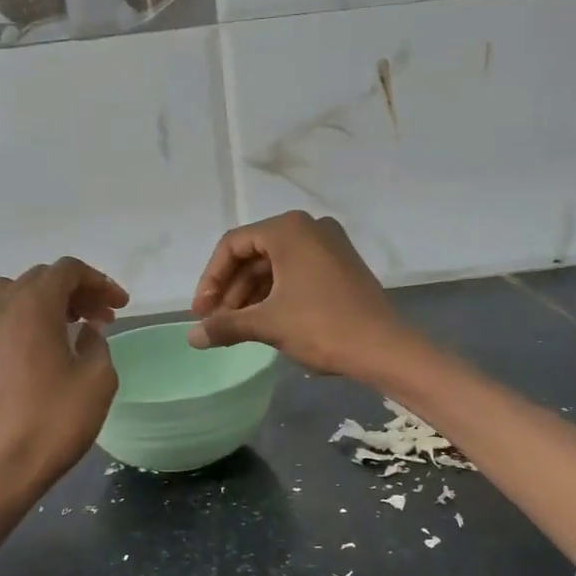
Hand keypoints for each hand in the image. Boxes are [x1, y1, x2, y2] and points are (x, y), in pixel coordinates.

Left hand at [0, 258, 128, 503]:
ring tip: (62, 328)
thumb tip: (87, 332)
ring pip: (8, 295)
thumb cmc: (53, 423)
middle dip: (74, 291)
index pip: (68, 270)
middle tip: (101, 319)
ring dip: (40, 302)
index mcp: (35, 306)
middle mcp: (0, 309)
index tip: (120, 307)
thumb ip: (98, 345)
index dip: (99, 281)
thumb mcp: (98, 381)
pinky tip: (18, 348)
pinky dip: (6, 325)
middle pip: (39, 279)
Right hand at [188, 211, 407, 377]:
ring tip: (236, 327)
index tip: (201, 312)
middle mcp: (309, 227)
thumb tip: (192, 337)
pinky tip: (263, 320)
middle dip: (231, 289)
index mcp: (288, 229)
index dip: (211, 279)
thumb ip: (226, 325)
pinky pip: (296, 272)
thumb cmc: (321, 326)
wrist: (384, 348)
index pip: (233, 245)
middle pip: (254, 254)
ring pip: (275, 265)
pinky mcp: (341, 265)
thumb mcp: (268, 324)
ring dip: (251, 294)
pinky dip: (275, 293)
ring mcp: (329, 245)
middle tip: (215, 322)